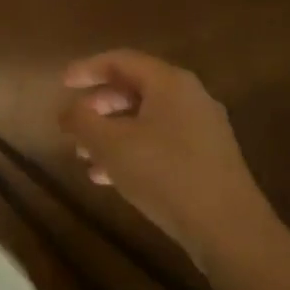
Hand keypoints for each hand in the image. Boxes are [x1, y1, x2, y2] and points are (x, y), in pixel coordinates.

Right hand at [60, 49, 276, 268]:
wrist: (228, 229)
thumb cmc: (164, 174)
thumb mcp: (110, 145)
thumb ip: (82, 121)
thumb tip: (66, 110)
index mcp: (169, 82)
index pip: (121, 60)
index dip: (87, 68)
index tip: (62, 83)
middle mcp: (190, 97)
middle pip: (135, 89)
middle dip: (98, 106)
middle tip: (72, 123)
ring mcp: (202, 129)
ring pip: (146, 120)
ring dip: (111, 133)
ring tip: (82, 156)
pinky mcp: (207, 159)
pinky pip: (160, 143)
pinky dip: (131, 151)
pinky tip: (108, 178)